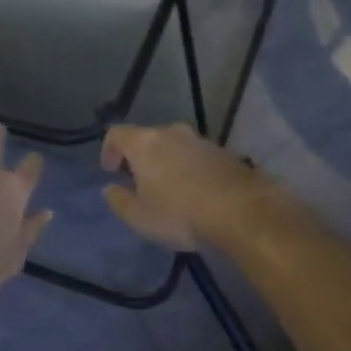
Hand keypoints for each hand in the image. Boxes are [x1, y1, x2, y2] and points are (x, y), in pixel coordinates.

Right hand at [100, 123, 272, 250]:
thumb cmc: (180, 213)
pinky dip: (190, 169)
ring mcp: (201, 140)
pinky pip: (196, 156)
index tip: (111, 171)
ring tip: (170, 190)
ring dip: (167, 163)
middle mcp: (171, 133)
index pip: (116, 134)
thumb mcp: (139, 217)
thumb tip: (110, 189)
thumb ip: (119, 201)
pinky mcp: (224, 152)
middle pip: (147, 138)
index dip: (109, 150)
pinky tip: (196, 193)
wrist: (241, 210)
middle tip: (139, 183)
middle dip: (140, 158)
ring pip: (174, 146)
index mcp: (145, 143)